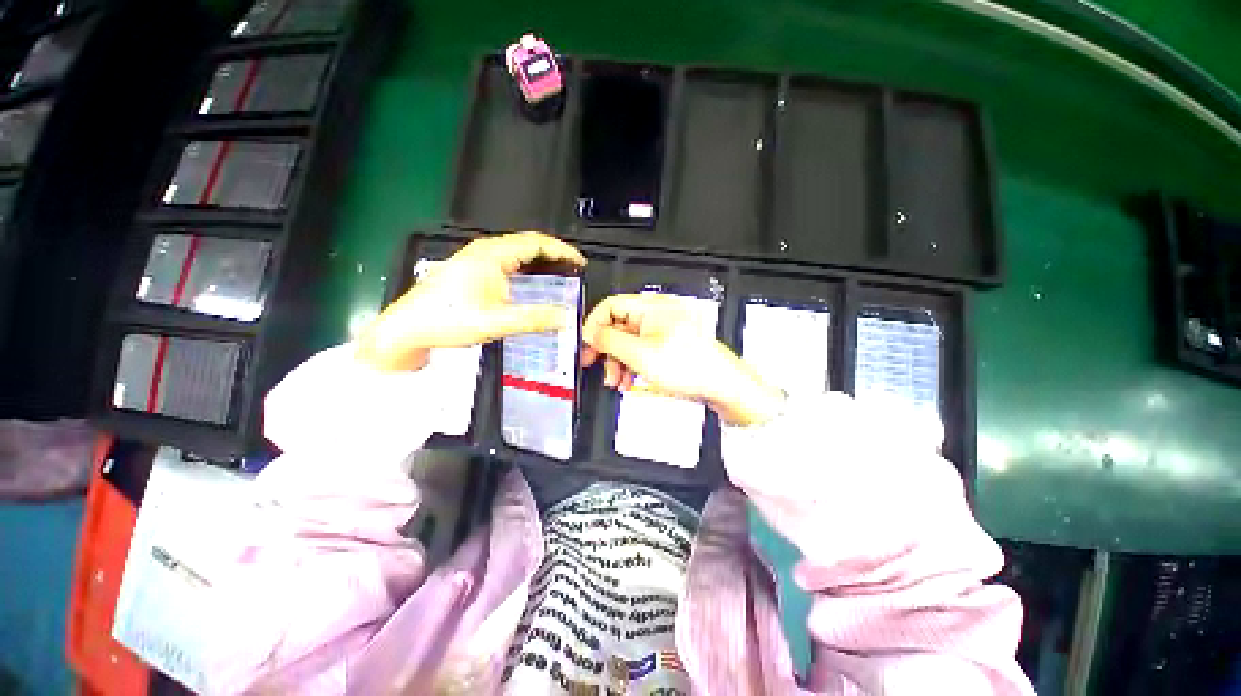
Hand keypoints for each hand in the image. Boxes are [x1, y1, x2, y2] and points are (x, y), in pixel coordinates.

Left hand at [356, 232, 586, 370]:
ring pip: (515, 251)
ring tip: (557, 272)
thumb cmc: (447, 321)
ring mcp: (474, 258)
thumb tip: (566, 317)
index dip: (562, 251)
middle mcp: (483, 251)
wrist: (407, 329)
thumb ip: (534, 319)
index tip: (580, 262)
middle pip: (527, 243)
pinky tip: (529, 281)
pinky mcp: (470, 269)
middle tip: (572, 268)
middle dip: (553, 253)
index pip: (536, 242)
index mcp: (491, 255)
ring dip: (539, 259)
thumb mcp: (496, 322)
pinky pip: (506, 260)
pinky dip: (525, 266)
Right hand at [581, 293, 785, 426]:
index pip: (610, 305)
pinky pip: (642, 349)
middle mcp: (657, 313)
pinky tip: (630, 381)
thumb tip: (591, 332)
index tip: (587, 345)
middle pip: (619, 325)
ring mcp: (664, 329)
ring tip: (617, 382)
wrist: (721, 385)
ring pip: (629, 341)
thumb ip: (609, 340)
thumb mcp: (639, 355)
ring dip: (618, 362)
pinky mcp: (669, 343)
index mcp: (651, 307)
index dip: (594, 325)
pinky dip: (632, 364)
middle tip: (596, 365)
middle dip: (606, 349)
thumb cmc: (688, 367)